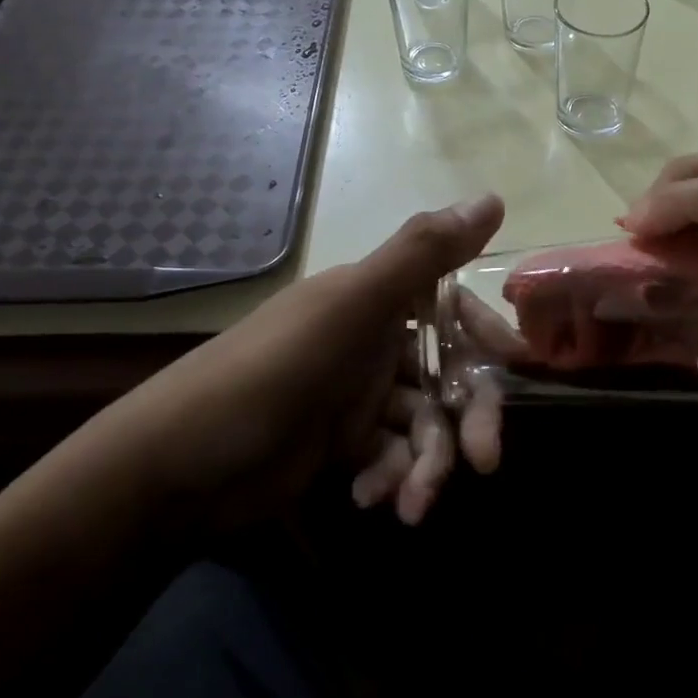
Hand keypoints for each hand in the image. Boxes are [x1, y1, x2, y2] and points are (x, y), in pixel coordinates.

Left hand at [120, 195, 503, 529]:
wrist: (180, 465)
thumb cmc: (274, 371)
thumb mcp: (352, 306)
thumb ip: (423, 253)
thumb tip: (493, 196)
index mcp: (374, 299)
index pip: (452, 304)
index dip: (485, 333)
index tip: (517, 364)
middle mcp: (371, 340)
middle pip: (446, 373)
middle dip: (468, 416)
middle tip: (485, 460)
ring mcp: (357, 395)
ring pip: (423, 424)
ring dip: (428, 463)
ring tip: (412, 501)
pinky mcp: (342, 445)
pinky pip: (391, 457)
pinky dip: (391, 478)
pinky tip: (370, 498)